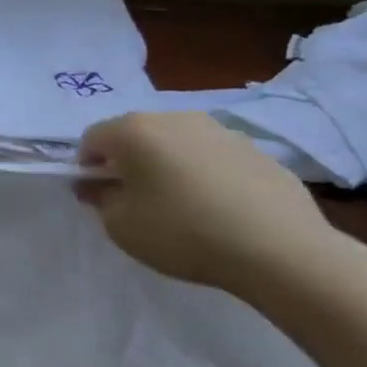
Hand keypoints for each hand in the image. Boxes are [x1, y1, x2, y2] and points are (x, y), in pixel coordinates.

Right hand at [77, 111, 343, 297]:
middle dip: (127, 162)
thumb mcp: (121, 226)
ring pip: (176, 143)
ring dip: (168, 166)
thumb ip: (100, 199)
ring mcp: (219, 130)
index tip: (98, 197)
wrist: (279, 249)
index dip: (87, 167)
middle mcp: (174, 117)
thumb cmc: (183, 233)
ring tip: (181, 207)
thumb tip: (98, 185)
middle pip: (135, 135)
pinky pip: (213, 158)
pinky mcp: (255, 150)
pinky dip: (205, 175)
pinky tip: (218, 210)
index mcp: (133, 130)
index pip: (92, 139)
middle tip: (136, 201)